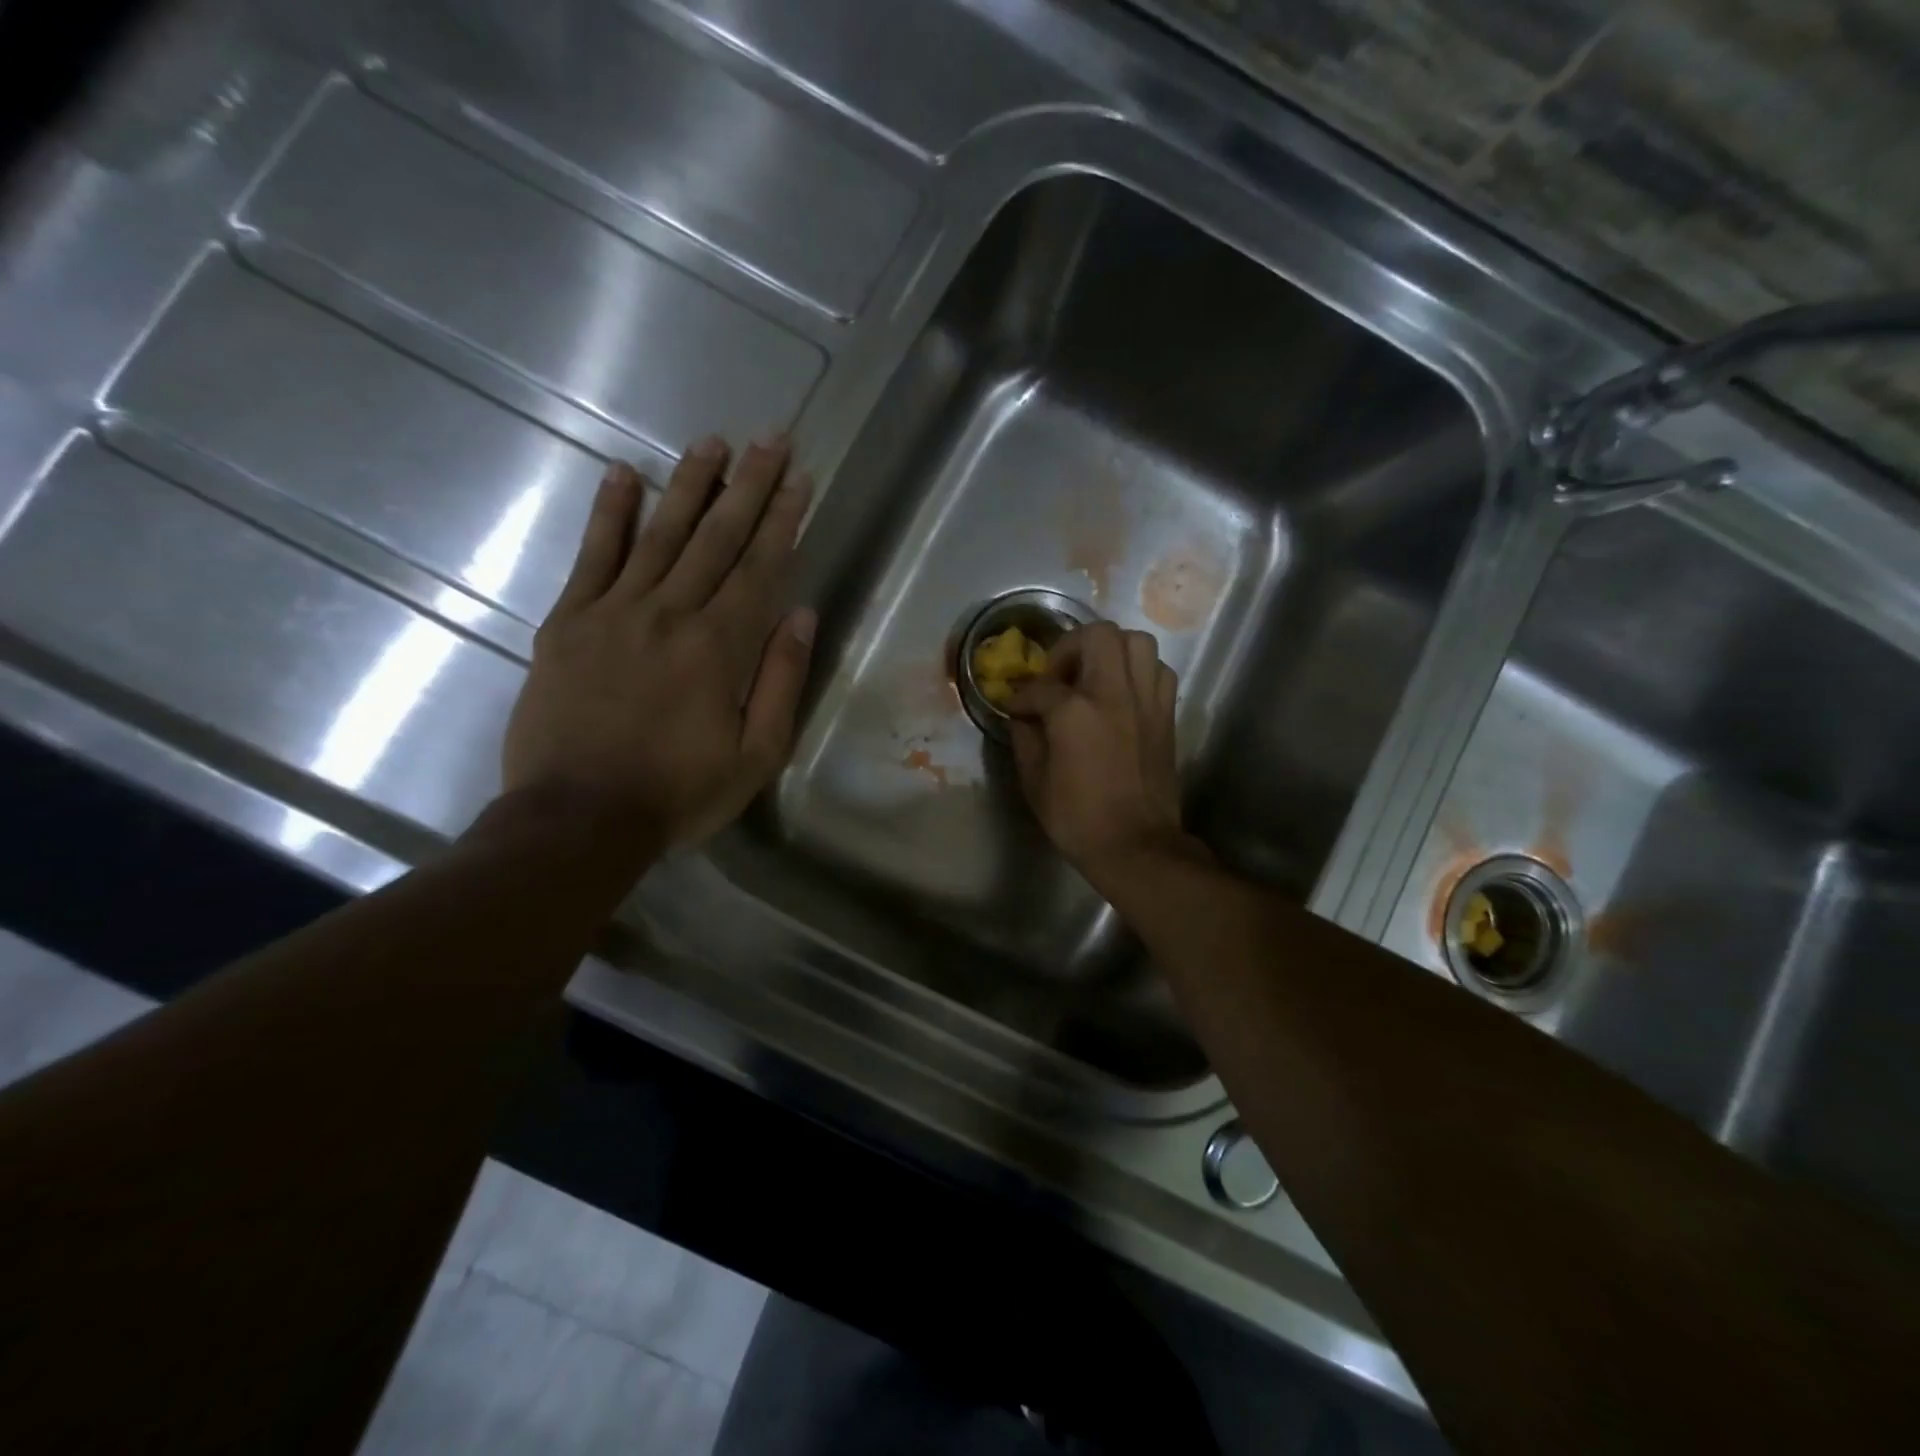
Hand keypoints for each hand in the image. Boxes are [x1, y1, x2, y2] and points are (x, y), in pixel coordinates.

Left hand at [502, 435, 814, 855]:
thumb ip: (781, 681)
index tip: (800, 479)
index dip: (783, 521)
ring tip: (712, 442)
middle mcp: (669, 614)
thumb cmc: (679, 793)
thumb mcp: (756, 755)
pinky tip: (623, 474)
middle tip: (769, 439)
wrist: (578, 819)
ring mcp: (613, 612)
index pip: (759, 568)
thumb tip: (802, 615)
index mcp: (719, 647)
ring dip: (688, 485)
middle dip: (748, 486)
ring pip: (659, 534)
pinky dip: (609, 514)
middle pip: (715, 538)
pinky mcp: (568, 622)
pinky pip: (592, 557)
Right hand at [1005, 622, 1195, 888]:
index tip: (1015, 708)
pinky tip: (1120, 694)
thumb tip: (1023, 715)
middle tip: (1059, 676)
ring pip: (1136, 641)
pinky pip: (1157, 670)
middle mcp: (1114, 693)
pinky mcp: (1166, 714)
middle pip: (1097, 635)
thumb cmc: (1078, 819)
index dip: (1021, 696)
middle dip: (1070, 647)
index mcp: (1075, 712)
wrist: (1137, 846)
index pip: (1040, 686)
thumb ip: (1025, 738)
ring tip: (1093, 678)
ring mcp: (1146, 700)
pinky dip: (1137, 671)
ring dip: (1110, 651)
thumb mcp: (1035, 782)